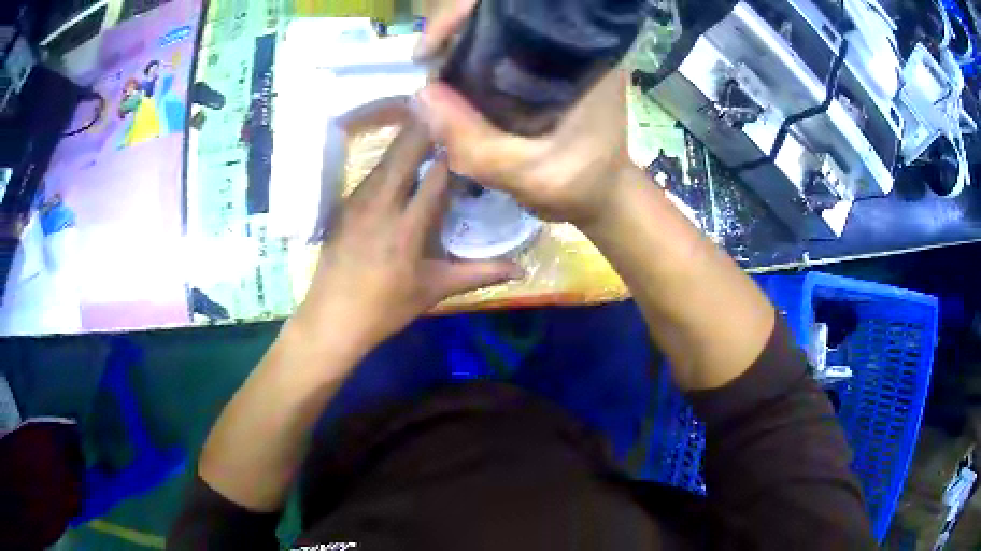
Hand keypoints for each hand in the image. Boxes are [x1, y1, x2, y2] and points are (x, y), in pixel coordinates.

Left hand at [295, 120, 521, 353]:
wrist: (332, 318)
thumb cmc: (386, 308)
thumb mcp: (435, 290)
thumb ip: (479, 274)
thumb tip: (521, 269)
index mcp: (407, 227)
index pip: (435, 174)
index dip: (452, 149)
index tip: (468, 130)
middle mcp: (380, 205)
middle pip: (404, 152)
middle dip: (426, 129)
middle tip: (447, 110)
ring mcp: (357, 202)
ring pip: (384, 159)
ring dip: (405, 140)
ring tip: (427, 124)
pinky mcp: (343, 206)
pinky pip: (370, 173)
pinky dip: (388, 160)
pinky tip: (398, 158)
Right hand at [414, 0, 633, 227]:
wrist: (601, 194)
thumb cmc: (579, 184)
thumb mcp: (530, 175)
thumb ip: (477, 144)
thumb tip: (420, 94)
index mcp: (584, 55)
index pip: (519, 9)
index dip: (464, 13)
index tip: (429, 47)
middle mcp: (572, 44)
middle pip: (500, 14)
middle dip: (455, 30)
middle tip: (427, 65)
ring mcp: (557, 53)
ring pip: (495, 31)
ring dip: (458, 45)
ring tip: (435, 76)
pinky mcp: (543, 66)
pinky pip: (497, 50)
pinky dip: (468, 60)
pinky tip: (453, 83)